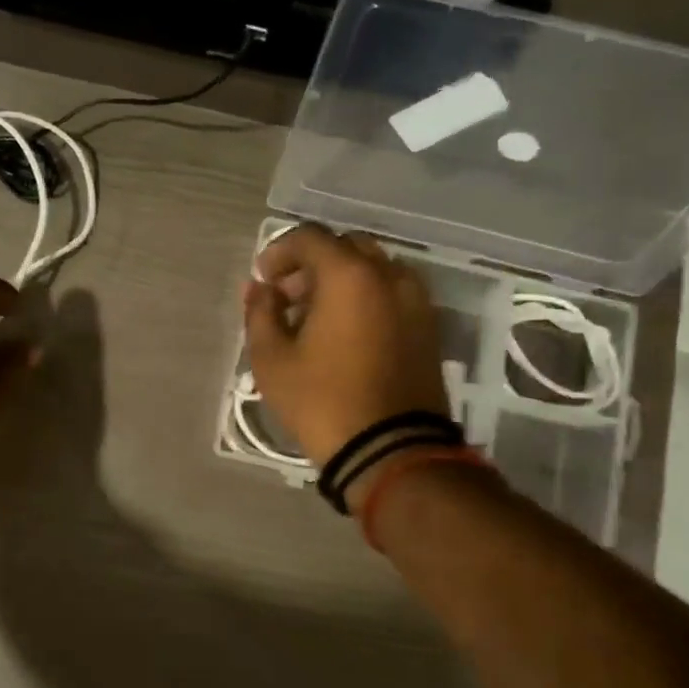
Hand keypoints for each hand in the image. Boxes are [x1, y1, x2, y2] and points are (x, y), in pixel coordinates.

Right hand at [243, 224, 448, 474]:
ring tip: (315, 317)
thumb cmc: (322, 401)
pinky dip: (365, 297)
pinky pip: (391, 293)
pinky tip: (345, 332)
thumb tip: (261, 290)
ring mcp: (415, 300)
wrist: (391, 450)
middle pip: (345, 247)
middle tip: (287, 297)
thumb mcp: (272, 359)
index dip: (279, 251)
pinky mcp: (428, 326)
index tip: (263, 279)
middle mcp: (389, 275)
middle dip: (311, 264)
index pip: (310, 237)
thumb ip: (260, 313)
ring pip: (372, 269)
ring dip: (340, 280)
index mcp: (349, 275)